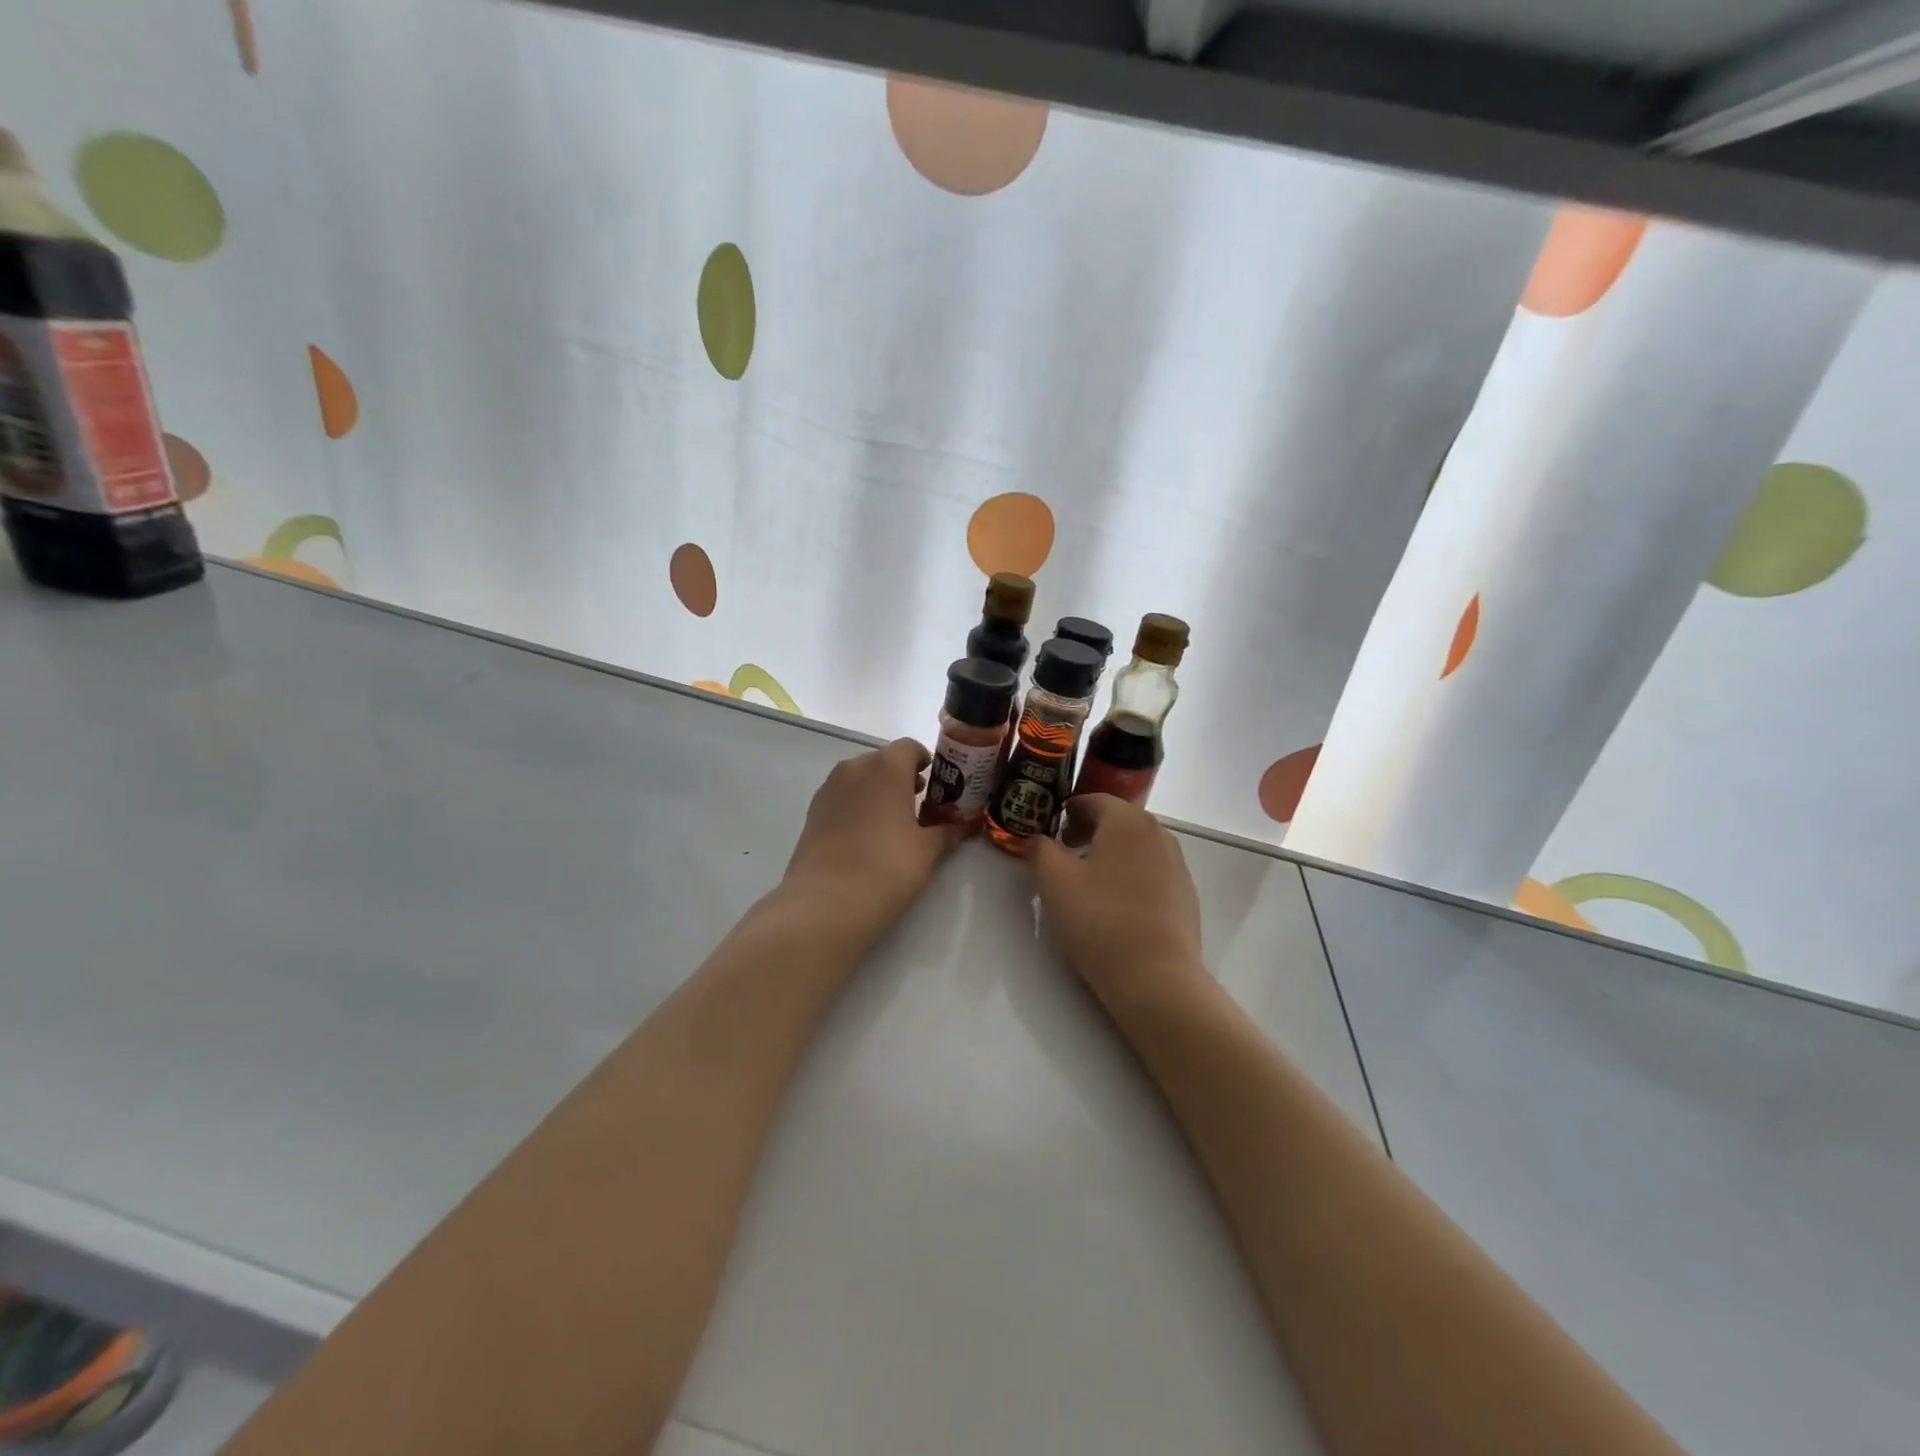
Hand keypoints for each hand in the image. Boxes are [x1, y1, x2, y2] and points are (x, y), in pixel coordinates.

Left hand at [778, 738, 963, 944]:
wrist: (827, 901)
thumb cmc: (887, 866)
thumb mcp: (927, 850)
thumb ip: (948, 832)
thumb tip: (965, 825)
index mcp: (886, 766)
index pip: (910, 748)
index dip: (926, 762)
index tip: (937, 786)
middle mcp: (855, 767)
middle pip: (884, 761)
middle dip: (902, 778)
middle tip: (919, 808)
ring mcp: (829, 788)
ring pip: (860, 778)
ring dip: (878, 792)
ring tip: (892, 824)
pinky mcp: (813, 811)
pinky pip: (843, 797)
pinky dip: (857, 806)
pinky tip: (866, 837)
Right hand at [1030, 794, 1205, 1011]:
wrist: (1156, 977)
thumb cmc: (1100, 920)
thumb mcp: (1054, 881)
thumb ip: (1040, 849)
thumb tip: (1039, 839)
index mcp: (1128, 820)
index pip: (1092, 799)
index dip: (1065, 811)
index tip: (1048, 831)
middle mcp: (1159, 833)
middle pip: (1116, 821)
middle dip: (1086, 832)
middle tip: (1062, 856)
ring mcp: (1177, 864)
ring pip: (1134, 848)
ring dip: (1108, 856)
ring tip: (1085, 884)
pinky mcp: (1185, 895)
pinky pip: (1150, 873)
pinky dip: (1129, 878)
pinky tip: (1114, 908)